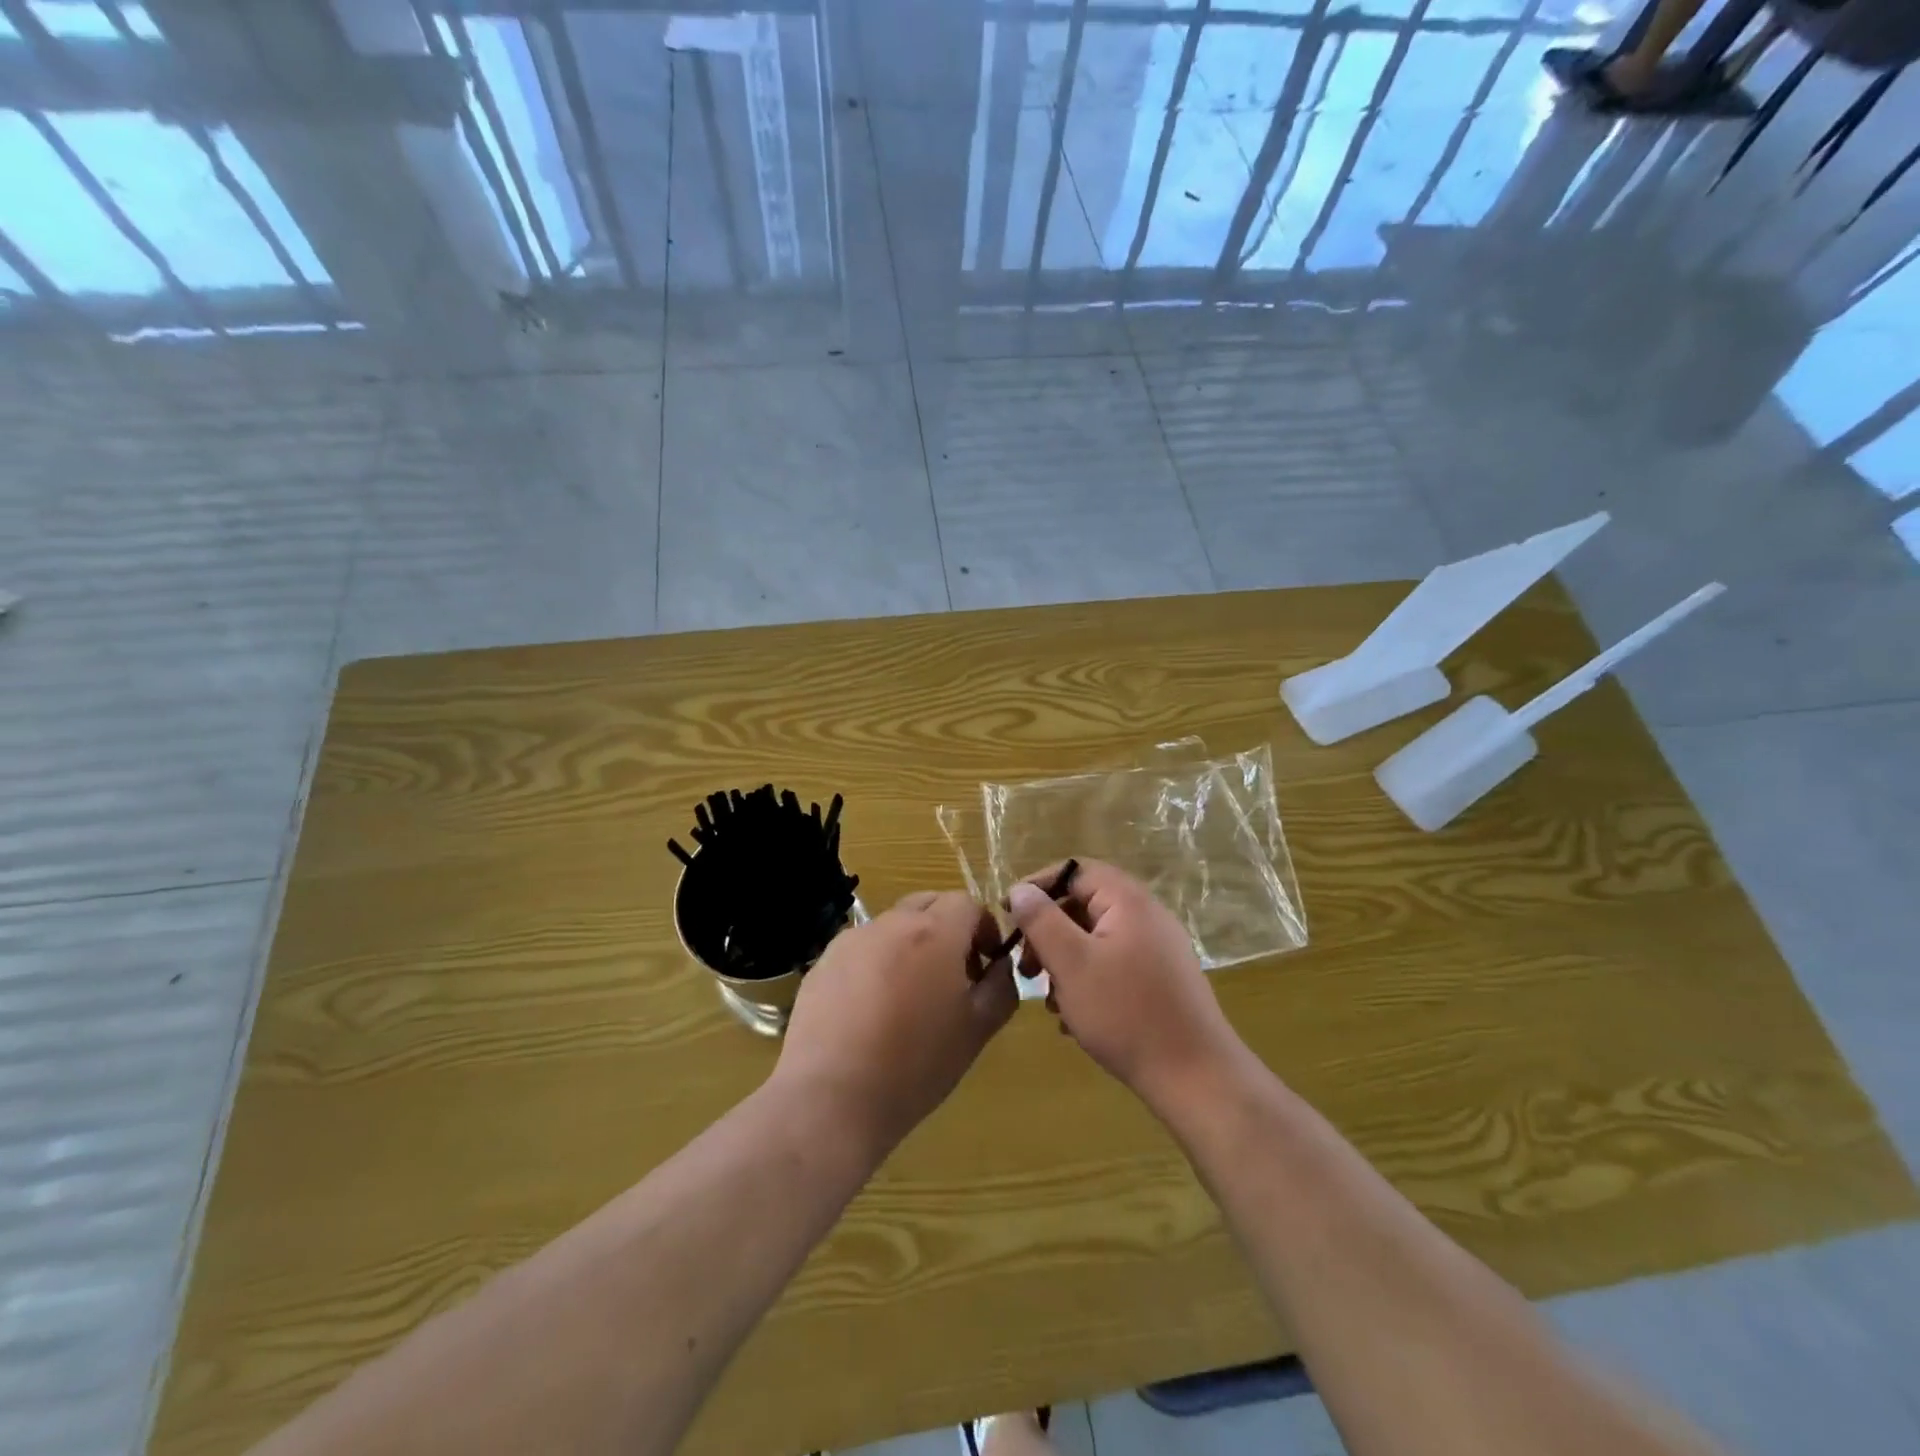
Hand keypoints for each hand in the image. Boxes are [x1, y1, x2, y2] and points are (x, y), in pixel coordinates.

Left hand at [772, 891, 1015, 1157]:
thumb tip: (1000, 965)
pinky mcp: (824, 961)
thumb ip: (1001, 987)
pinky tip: (872, 1010)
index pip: (968, 903)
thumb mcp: (977, 1030)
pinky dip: (877, 964)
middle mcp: (892, 923)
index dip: (984, 928)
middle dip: (949, 929)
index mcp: (935, 931)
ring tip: (910, 998)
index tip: (986, 964)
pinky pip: (862, 949)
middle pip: (929, 904)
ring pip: (894, 926)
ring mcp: (853, 939)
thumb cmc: (916, 1064)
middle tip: (954, 976)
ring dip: (911, 946)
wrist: (832, 1097)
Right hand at [1008, 860, 1245, 1114]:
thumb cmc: (1125, 1013)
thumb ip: (1042, 921)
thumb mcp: (1071, 964)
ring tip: (1049, 1001)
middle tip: (1026, 968)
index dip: (1038, 886)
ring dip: (1065, 963)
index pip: (1075, 871)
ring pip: (1096, 940)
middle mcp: (1147, 916)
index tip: (1007, 914)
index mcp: (1128, 900)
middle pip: (1084, 906)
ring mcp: (1158, 949)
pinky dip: (1088, 982)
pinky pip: (1114, 965)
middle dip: (1048, 934)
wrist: (1196, 1077)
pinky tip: (1074, 1019)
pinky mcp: (1162, 980)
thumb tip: (1020, 889)